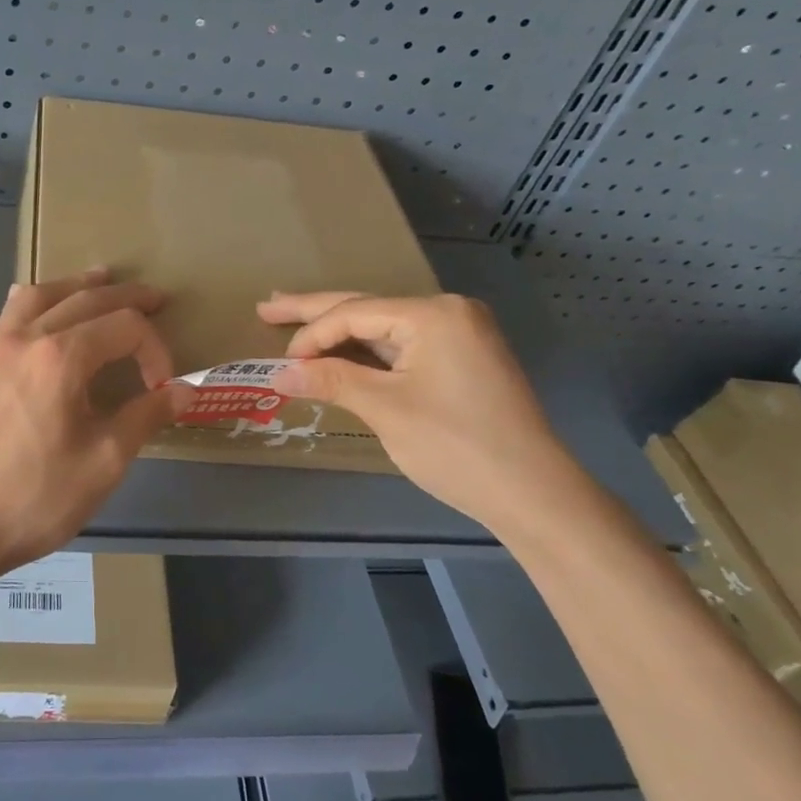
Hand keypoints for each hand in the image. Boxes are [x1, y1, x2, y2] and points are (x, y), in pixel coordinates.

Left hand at [0, 269, 193, 584]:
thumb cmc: (35, 498)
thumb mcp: (104, 462)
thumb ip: (146, 416)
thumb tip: (184, 390)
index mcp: (61, 357)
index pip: (124, 327)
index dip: (155, 350)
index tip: (163, 388)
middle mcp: (26, 338)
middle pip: (85, 299)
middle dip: (127, 298)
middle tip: (157, 299)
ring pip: (40, 295)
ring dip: (76, 285)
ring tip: (101, 280)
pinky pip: (8, 315)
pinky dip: (35, 302)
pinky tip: (39, 310)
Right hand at [257, 291, 598, 535]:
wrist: (533, 493)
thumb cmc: (456, 446)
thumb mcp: (386, 409)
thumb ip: (331, 380)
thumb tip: (277, 373)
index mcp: (433, 314)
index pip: (354, 314)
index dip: (311, 336)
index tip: (281, 365)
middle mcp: (449, 312)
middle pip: (367, 309)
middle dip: (314, 312)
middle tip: (267, 306)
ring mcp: (461, 334)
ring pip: (384, 329)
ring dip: (340, 332)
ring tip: (293, 320)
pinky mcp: (463, 359)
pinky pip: (404, 346)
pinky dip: (369, 352)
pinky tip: (341, 350)